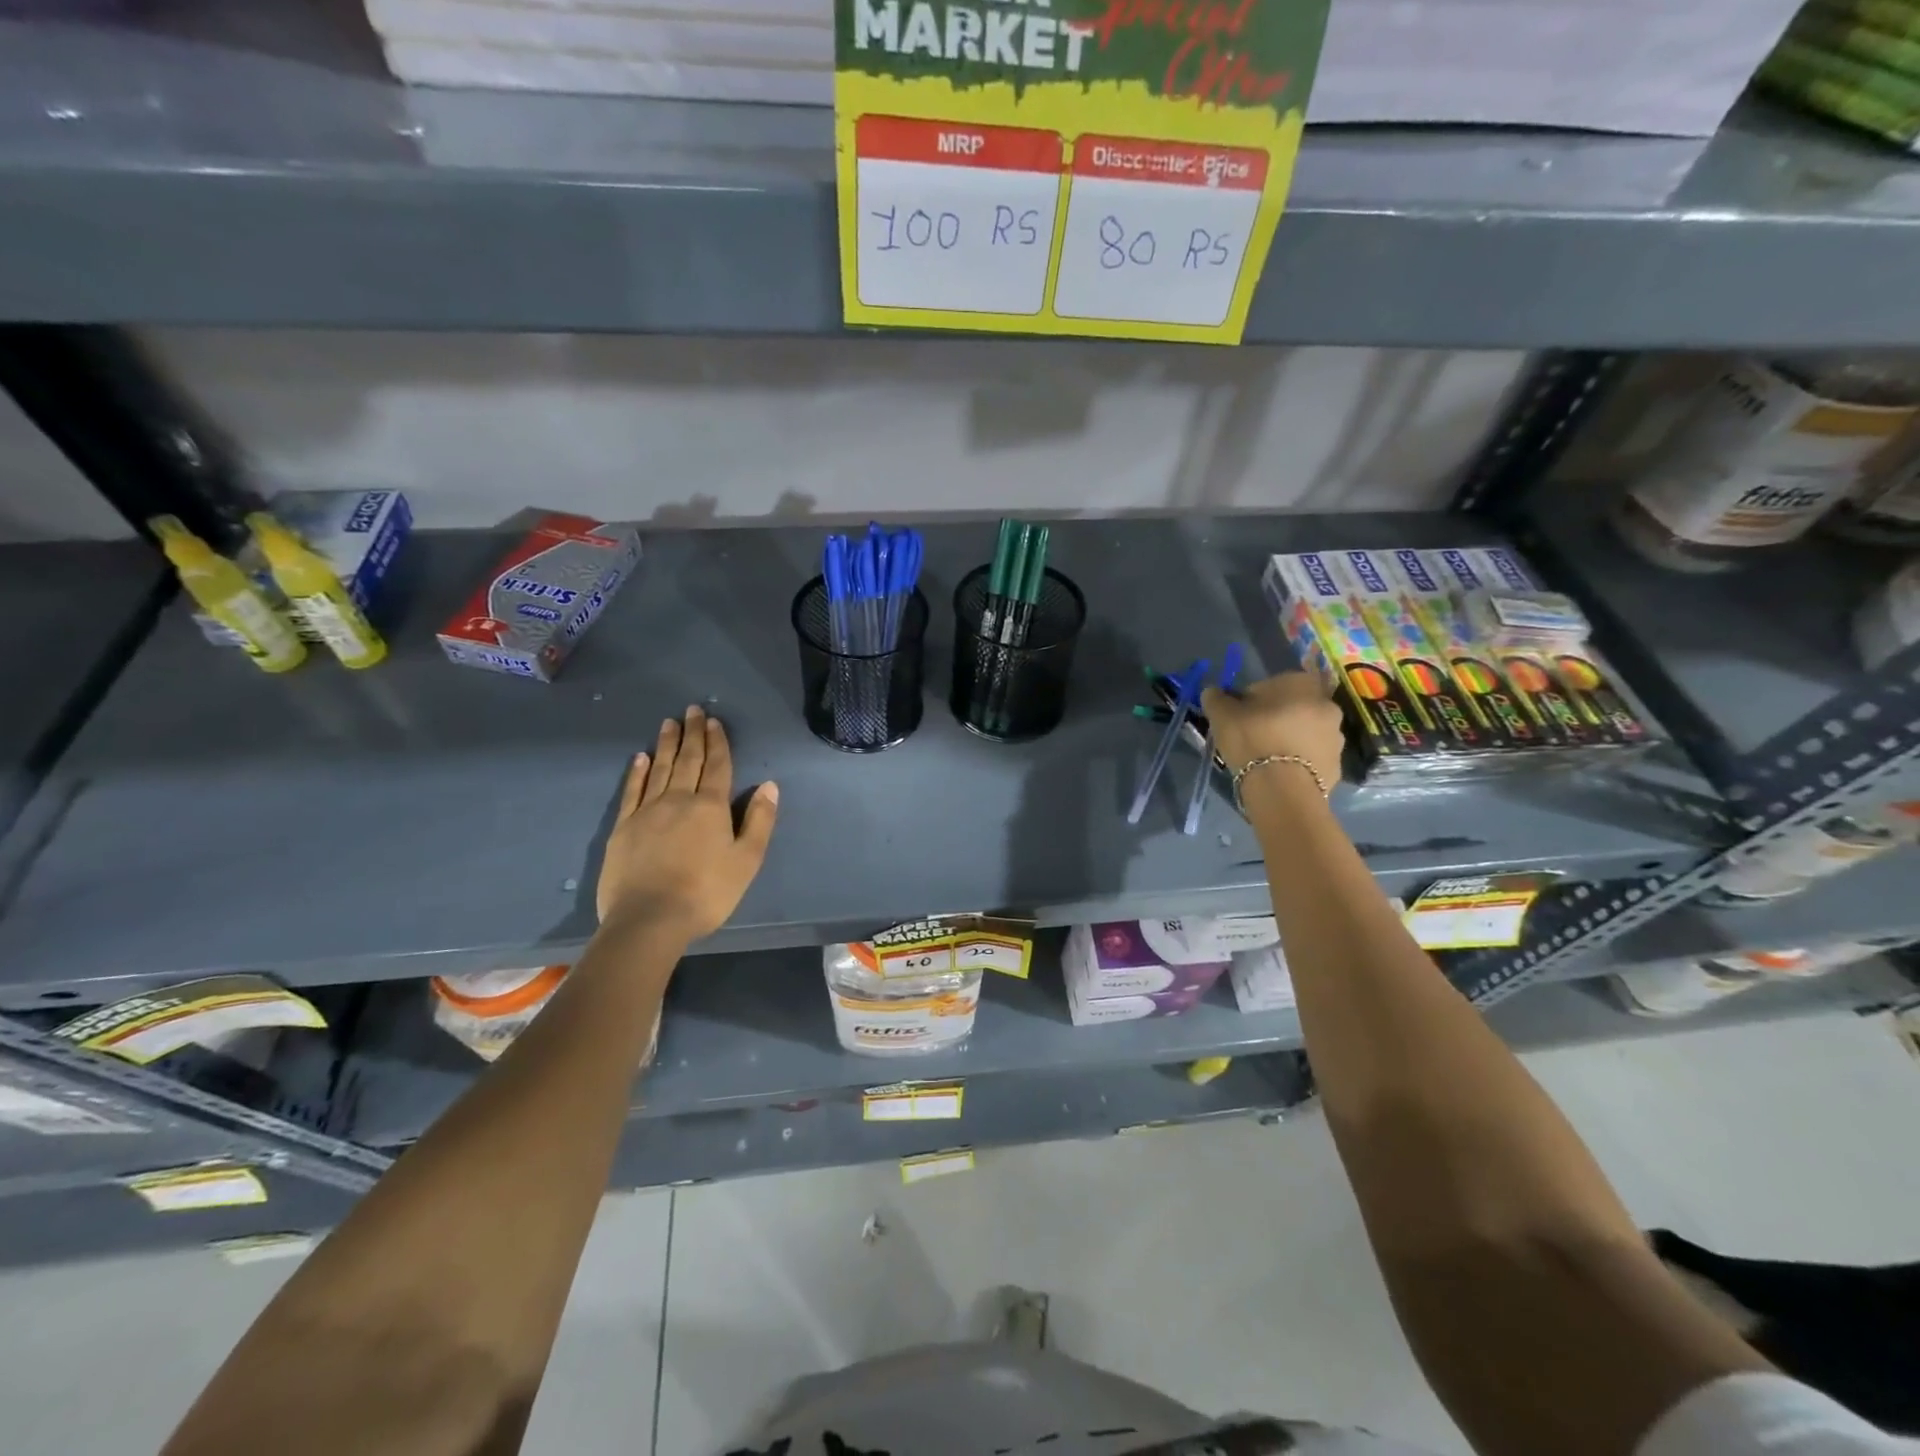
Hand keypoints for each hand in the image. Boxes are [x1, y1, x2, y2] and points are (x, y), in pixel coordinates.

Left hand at [596, 705, 779, 939]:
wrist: (648, 919)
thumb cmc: (706, 892)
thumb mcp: (746, 860)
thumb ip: (759, 821)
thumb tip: (769, 786)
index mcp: (711, 807)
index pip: (717, 766)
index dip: (718, 743)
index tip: (715, 721)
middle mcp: (678, 800)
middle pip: (688, 760)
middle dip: (693, 734)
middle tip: (693, 709)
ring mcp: (647, 811)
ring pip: (660, 769)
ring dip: (667, 744)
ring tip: (670, 723)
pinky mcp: (623, 827)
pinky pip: (632, 790)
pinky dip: (637, 772)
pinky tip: (640, 757)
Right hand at [1201, 671, 1344, 793]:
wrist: (1282, 787)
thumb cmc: (1252, 738)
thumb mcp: (1222, 714)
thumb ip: (1216, 698)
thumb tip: (1213, 692)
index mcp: (1302, 683)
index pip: (1271, 685)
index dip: (1252, 700)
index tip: (1239, 717)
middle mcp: (1327, 704)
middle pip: (1293, 708)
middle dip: (1276, 718)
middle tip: (1252, 737)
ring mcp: (1337, 736)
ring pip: (1306, 733)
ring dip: (1290, 739)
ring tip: (1265, 759)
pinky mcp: (1337, 766)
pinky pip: (1312, 758)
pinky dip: (1298, 762)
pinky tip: (1279, 773)